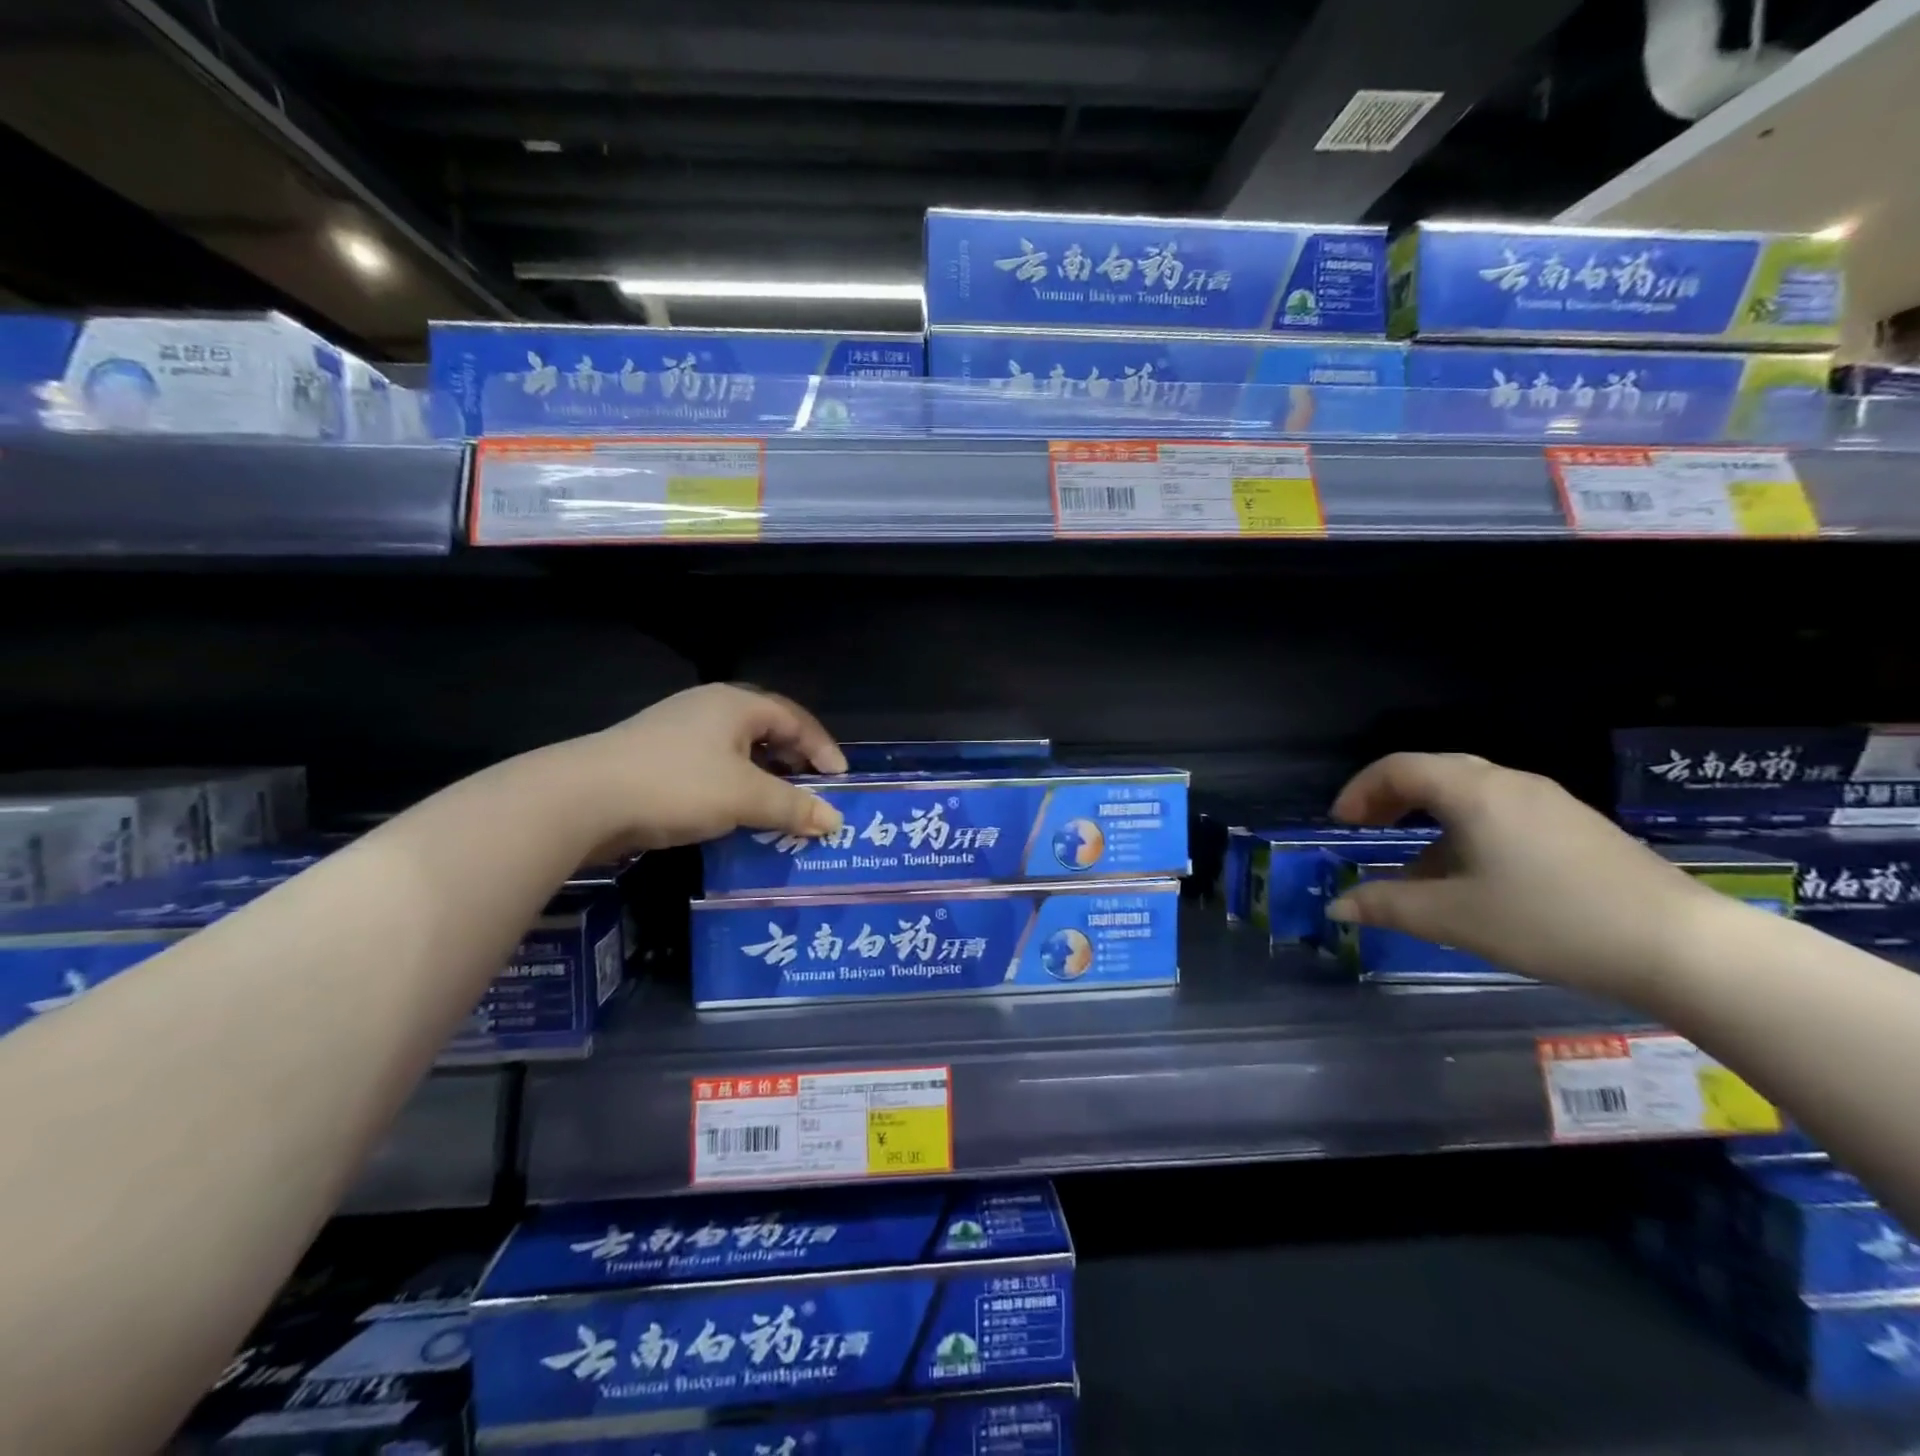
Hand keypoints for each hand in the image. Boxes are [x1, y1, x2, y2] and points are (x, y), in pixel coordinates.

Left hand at [569, 684, 847, 855]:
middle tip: (812, 796)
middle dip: (794, 764)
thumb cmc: (677, 785)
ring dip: (763, 781)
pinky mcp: (655, 759)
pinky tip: (735, 818)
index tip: (840, 782)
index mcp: (735, 705)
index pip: (795, 719)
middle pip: (767, 732)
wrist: (582, 799)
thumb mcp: (745, 797)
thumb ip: (793, 807)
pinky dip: (733, 791)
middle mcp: (708, 709)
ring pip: (737, 754)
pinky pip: (711, 770)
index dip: (822, 749)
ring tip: (779, 811)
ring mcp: (677, 733)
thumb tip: (835, 820)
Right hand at [1324, 753, 1720, 998]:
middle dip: (1390, 799)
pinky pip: (1499, 812)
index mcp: (1474, 792)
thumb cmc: (1551, 921)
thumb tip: (1338, 906)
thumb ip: (1387, 906)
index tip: (1342, 826)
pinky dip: (1464, 831)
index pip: (1398, 768)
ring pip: (1468, 794)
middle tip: (1366, 831)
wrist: (1682, 946)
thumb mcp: (1454, 918)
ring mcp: (1548, 802)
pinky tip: (1472, 878)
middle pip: (1432, 772)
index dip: (1359, 791)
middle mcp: (1509, 783)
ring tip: (1414, 867)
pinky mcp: (1574, 827)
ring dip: (1427, 819)